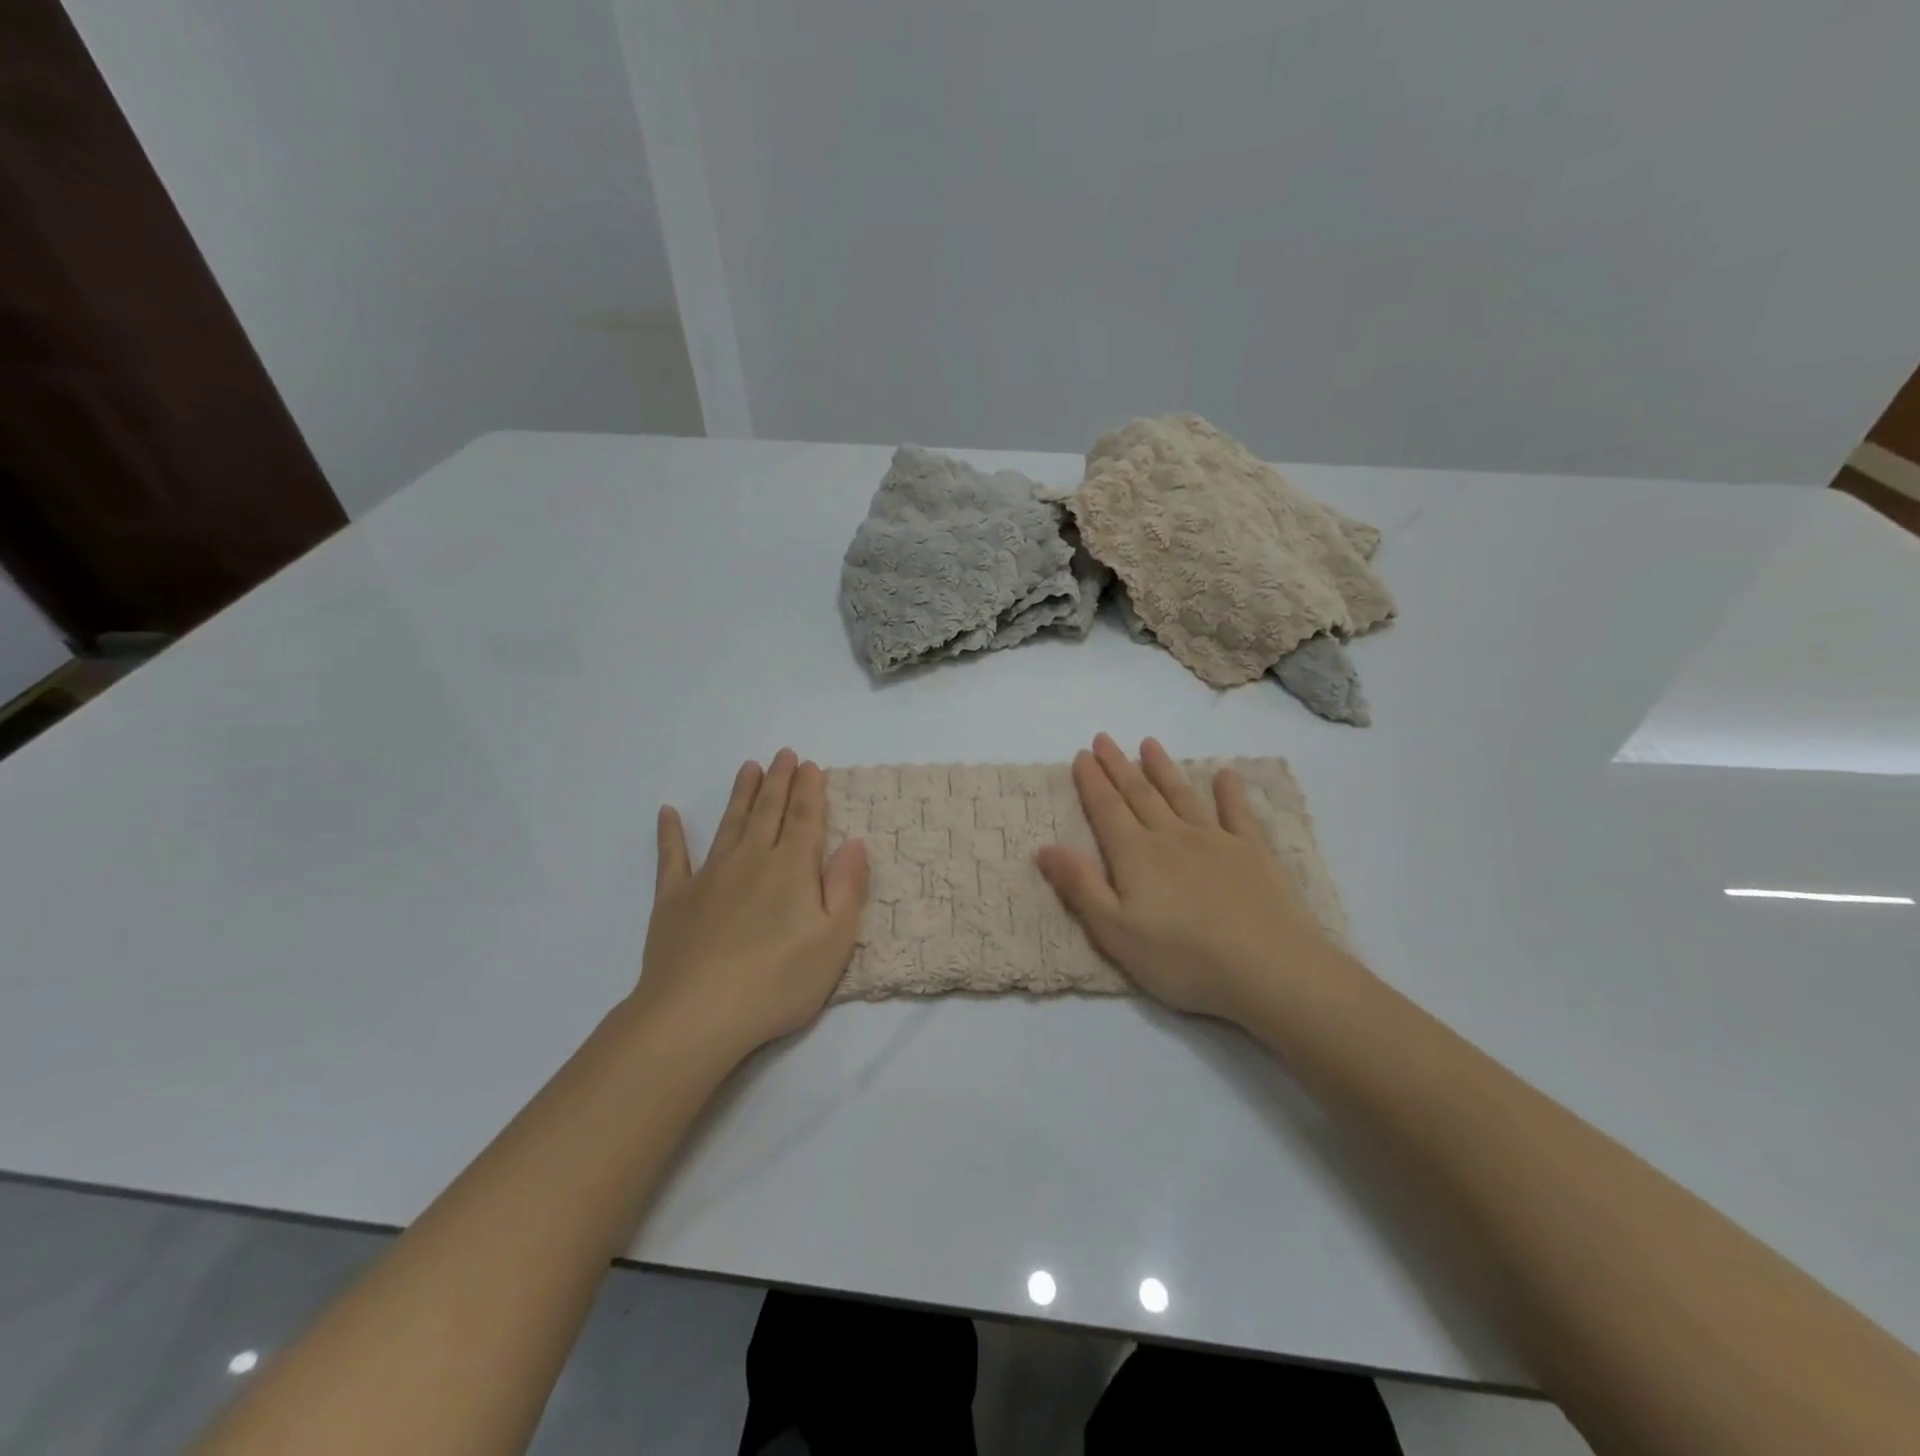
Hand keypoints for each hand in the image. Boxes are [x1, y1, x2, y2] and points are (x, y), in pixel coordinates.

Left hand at [631, 749, 868, 1064]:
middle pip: (768, 812)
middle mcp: (751, 860)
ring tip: (749, 768)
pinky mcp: (674, 899)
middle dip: (779, 781)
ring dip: (741, 794)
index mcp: (792, 868)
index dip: (810, 790)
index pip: (805, 819)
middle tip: (784, 754)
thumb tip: (855, 843)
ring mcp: (709, 876)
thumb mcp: (833, 940)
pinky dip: (670, 834)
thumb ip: (846, 887)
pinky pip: (672, 857)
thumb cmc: (777, 982)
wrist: (696, 1014)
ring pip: (729, 824)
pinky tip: (668, 813)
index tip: (811, 765)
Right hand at [1035, 734, 1357, 1026]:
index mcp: (1136, 856)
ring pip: (1182, 795)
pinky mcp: (1253, 852)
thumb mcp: (1116, 933)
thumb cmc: (1183, 959)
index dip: (1092, 782)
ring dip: (1164, 768)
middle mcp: (1172, 837)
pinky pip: (1237, 813)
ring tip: (1149, 744)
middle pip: (1140, 794)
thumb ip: (1081, 886)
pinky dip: (1229, 792)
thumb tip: (1044, 847)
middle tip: (1105, 738)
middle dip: (1119, 766)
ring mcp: (1216, 840)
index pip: (1107, 810)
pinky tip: (1226, 775)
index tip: (1082, 754)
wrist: (1269, 969)